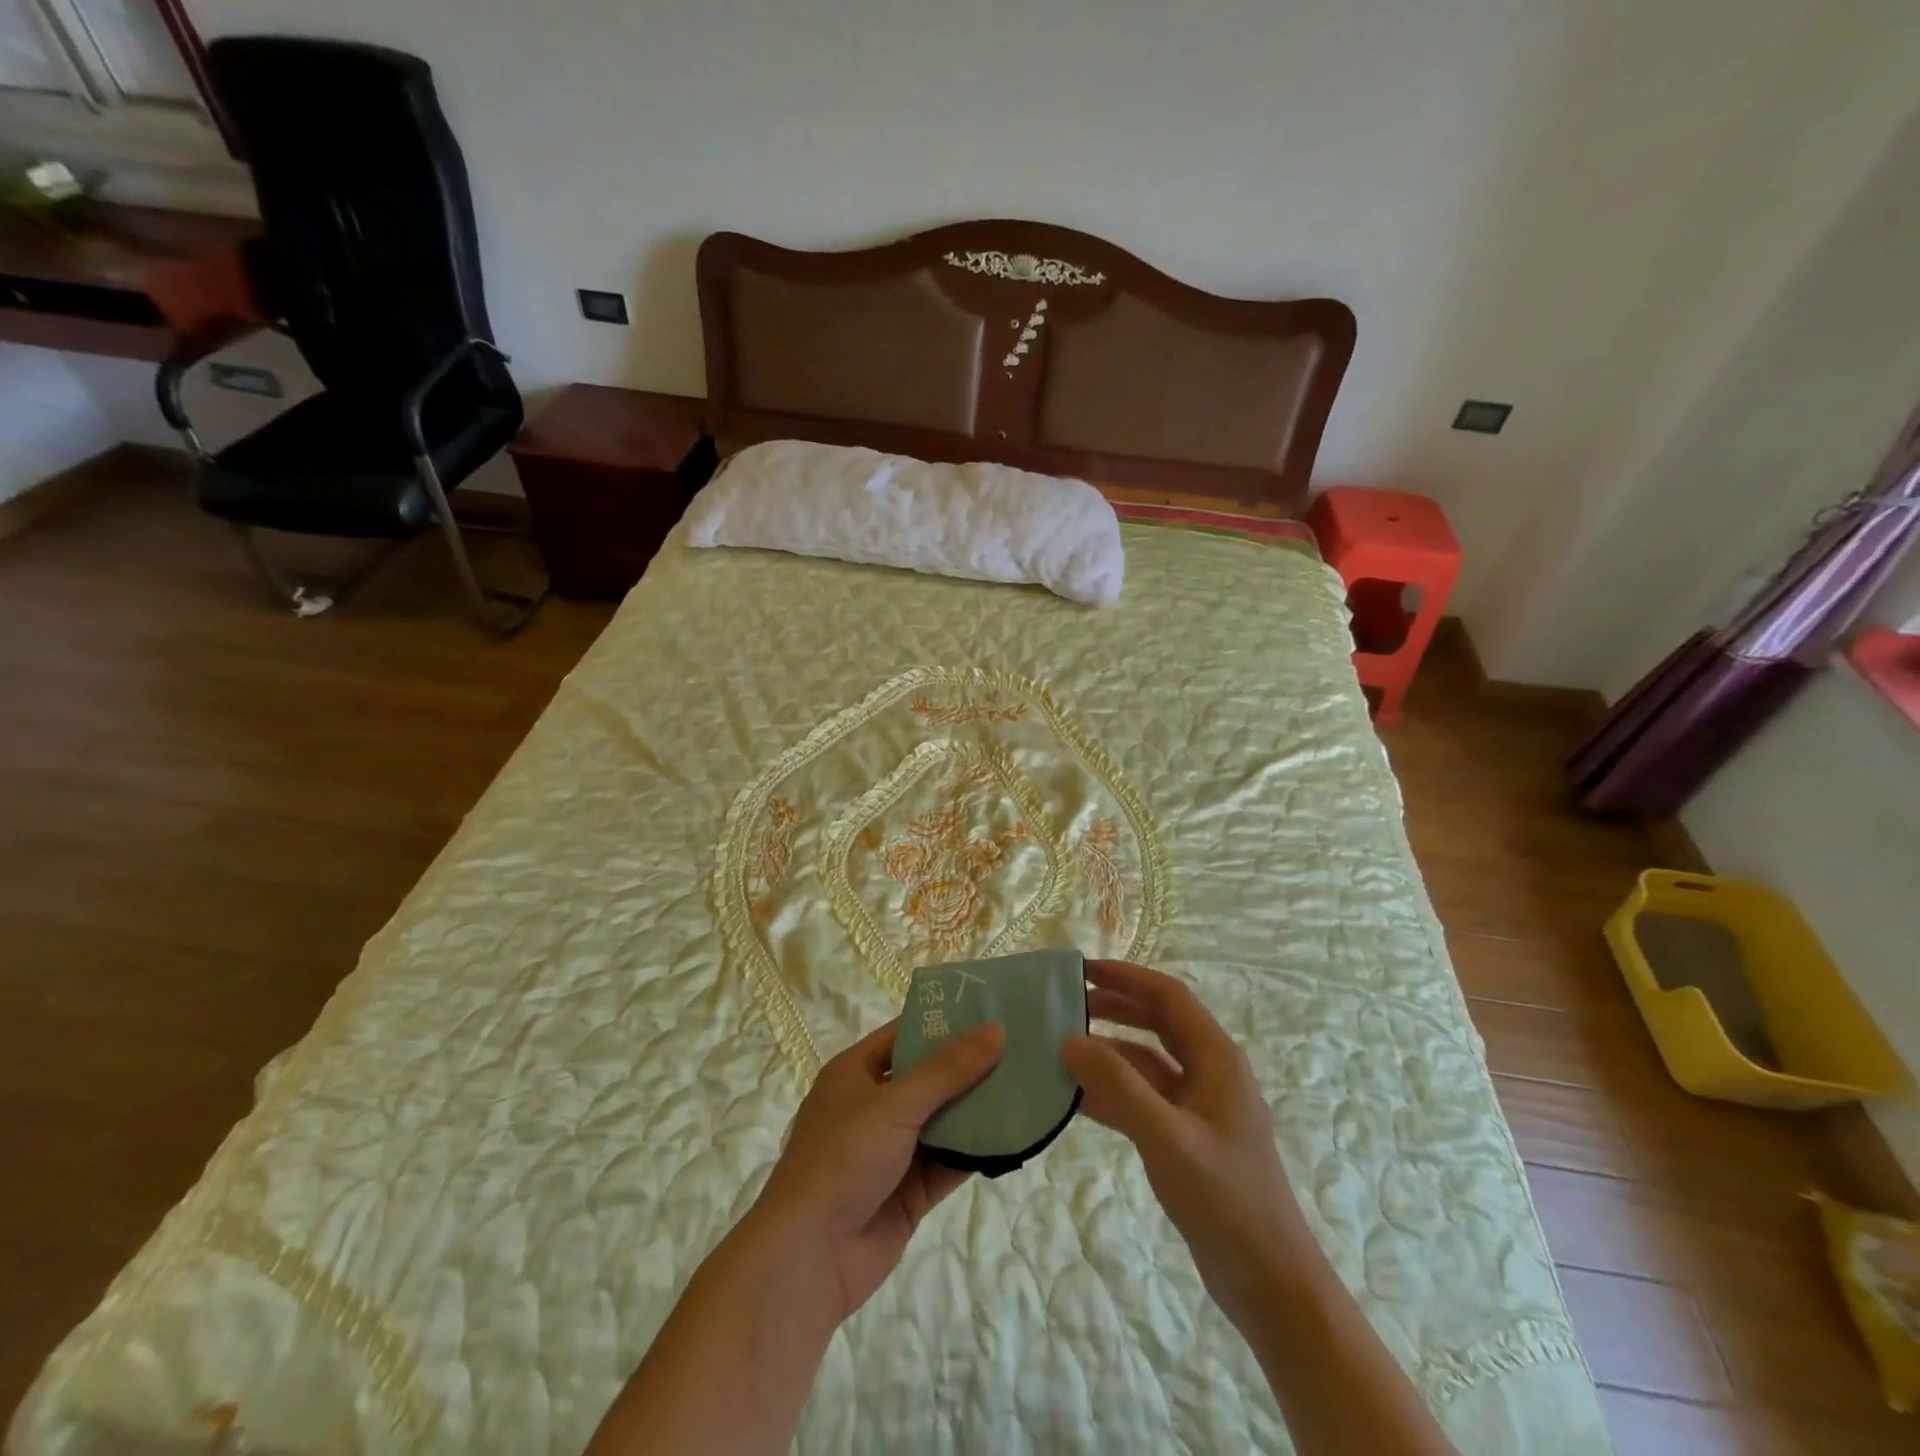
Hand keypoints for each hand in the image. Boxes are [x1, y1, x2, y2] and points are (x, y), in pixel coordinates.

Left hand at [751, 1018, 1003, 1320]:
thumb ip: (948, 1069)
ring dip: (978, 1108)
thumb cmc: (843, 1159)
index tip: (990, 1008)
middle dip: (970, 1065)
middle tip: (1020, 1045)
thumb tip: (995, 1029)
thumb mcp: (896, 1104)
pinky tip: (1014, 1136)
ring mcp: (892, 1150)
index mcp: (856, 1072)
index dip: (944, 1020)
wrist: (809, 1258)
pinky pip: (949, 1161)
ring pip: (943, 1120)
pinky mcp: (909, 1191)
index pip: (905, 1034)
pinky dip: (977, 1151)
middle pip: (929, 1076)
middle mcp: (873, 1106)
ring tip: (1027, 1084)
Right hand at [1061, 959, 1314, 1328]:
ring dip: (1109, 1051)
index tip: (1082, 971)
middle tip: (1067, 1003)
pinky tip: (1078, 1097)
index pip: (1168, 997)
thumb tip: (1069, 1040)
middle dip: (1115, 1006)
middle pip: (1158, 1022)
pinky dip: (1114, 1090)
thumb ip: (1117, 1086)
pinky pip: (1145, 1097)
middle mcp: (1210, 1072)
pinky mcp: (1188, 1136)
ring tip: (1063, 1047)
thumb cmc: (1225, 1199)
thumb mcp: (1167, 1137)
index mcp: (1217, 1058)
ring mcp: (1200, 1106)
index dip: (1126, 977)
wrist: (1269, 1282)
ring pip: (1148, 1061)